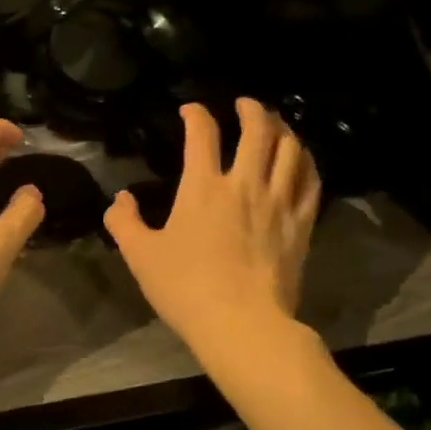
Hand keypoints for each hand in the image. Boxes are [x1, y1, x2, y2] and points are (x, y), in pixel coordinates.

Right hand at [104, 99, 319, 357]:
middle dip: (250, 109)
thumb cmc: (185, 288)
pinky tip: (301, 160)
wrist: (242, 324)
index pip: (202, 134)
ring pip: (290, 150)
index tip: (190, 110)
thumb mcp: (140, 255)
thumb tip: (120, 198)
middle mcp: (244, 184)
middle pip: (257, 130)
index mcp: (202, 188)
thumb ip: (124, 222)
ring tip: (276, 125)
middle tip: (244, 104)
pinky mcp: (301, 225)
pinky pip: (311, 182)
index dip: (196, 114)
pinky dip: (306, 163)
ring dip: (283, 129)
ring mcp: (278, 203)